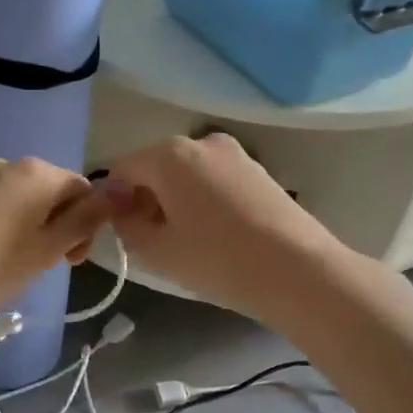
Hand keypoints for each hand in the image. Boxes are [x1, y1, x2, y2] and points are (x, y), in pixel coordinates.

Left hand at [0, 158, 115, 321]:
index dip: (87, 225)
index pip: (82, 189)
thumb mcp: (50, 247)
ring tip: (14, 262)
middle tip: (45, 264)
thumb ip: (88, 217)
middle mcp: (9, 163)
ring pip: (21, 198)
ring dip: (30, 225)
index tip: (71, 260)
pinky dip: (2, 224)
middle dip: (57, 224)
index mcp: (39, 172)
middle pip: (50, 190)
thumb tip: (124, 187)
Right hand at [103, 134, 351, 319]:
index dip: (114, 201)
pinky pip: (214, 179)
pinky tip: (216, 234)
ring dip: (175, 200)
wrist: (299, 271)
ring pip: (186, 174)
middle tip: (153, 240)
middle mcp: (200, 142)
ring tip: (188, 240)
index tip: (122, 233)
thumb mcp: (156, 251)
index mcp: (168, 154)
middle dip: (146, 199)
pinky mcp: (258, 170)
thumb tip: (123, 213)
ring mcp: (234, 153)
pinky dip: (204, 200)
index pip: (122, 170)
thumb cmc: (217, 259)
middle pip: (155, 167)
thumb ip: (126, 227)